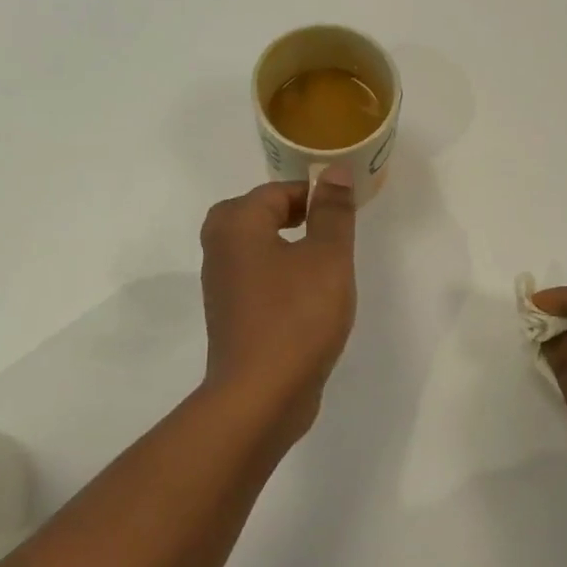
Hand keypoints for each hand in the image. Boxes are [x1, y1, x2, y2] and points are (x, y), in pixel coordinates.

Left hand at [199, 170, 358, 440]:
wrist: (261, 395)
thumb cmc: (297, 316)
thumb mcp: (328, 257)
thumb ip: (332, 211)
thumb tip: (332, 171)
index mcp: (237, 224)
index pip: (278, 190)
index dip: (315, 196)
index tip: (346, 214)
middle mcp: (219, 248)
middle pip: (260, 214)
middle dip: (297, 217)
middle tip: (333, 233)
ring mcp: (222, 285)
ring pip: (258, 248)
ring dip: (290, 248)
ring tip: (327, 265)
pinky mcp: (231, 315)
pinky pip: (258, 278)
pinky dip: (282, 276)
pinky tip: (309, 298)